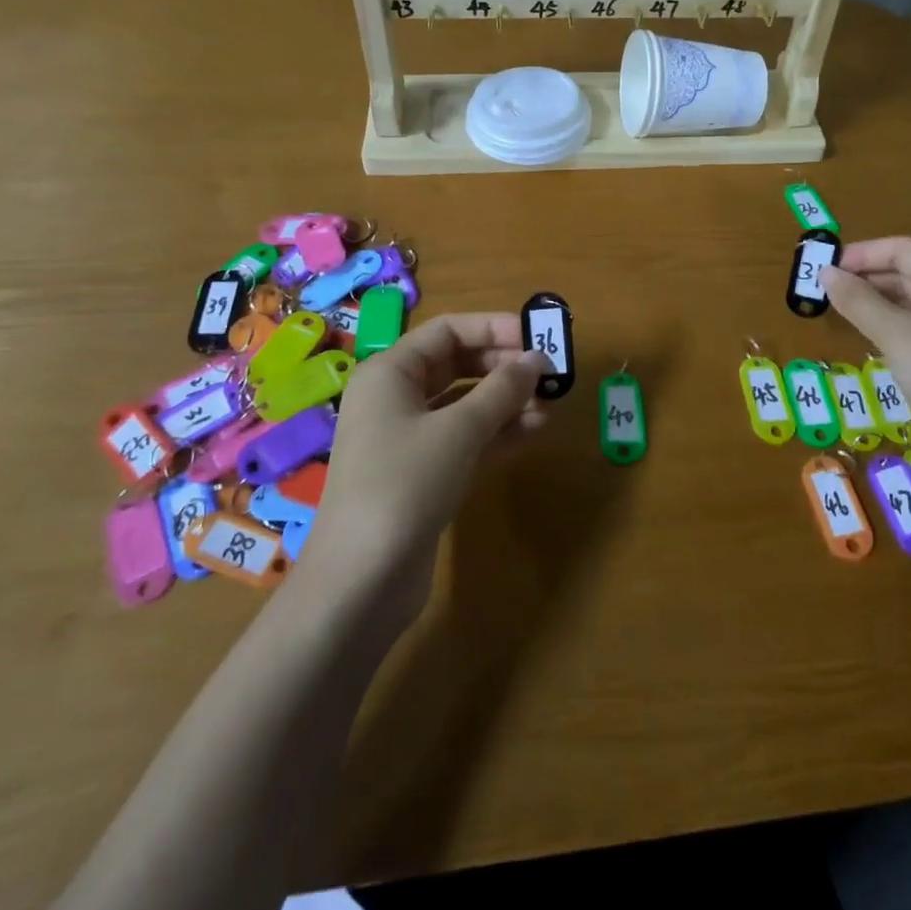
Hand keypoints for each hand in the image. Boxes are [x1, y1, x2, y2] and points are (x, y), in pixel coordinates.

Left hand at [304, 314, 549, 609]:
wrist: (360, 582)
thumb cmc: (404, 484)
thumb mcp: (459, 429)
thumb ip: (502, 389)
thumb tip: (537, 360)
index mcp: (390, 373)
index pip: (448, 330)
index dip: (494, 327)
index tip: (538, 336)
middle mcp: (396, 398)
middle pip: (458, 364)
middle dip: (504, 366)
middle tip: (550, 374)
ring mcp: (409, 439)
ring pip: (465, 404)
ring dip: (507, 401)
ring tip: (550, 404)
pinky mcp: (424, 474)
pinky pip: (466, 439)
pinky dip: (498, 432)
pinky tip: (535, 430)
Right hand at [820, 238, 910, 491]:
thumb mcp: (896, 335)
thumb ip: (858, 300)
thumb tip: (824, 272)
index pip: (904, 249)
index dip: (862, 254)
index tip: (823, 267)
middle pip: (907, 274)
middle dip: (865, 278)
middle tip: (822, 289)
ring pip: (909, 305)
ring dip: (873, 304)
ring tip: (835, 310)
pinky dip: (886, 329)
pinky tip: (864, 338)